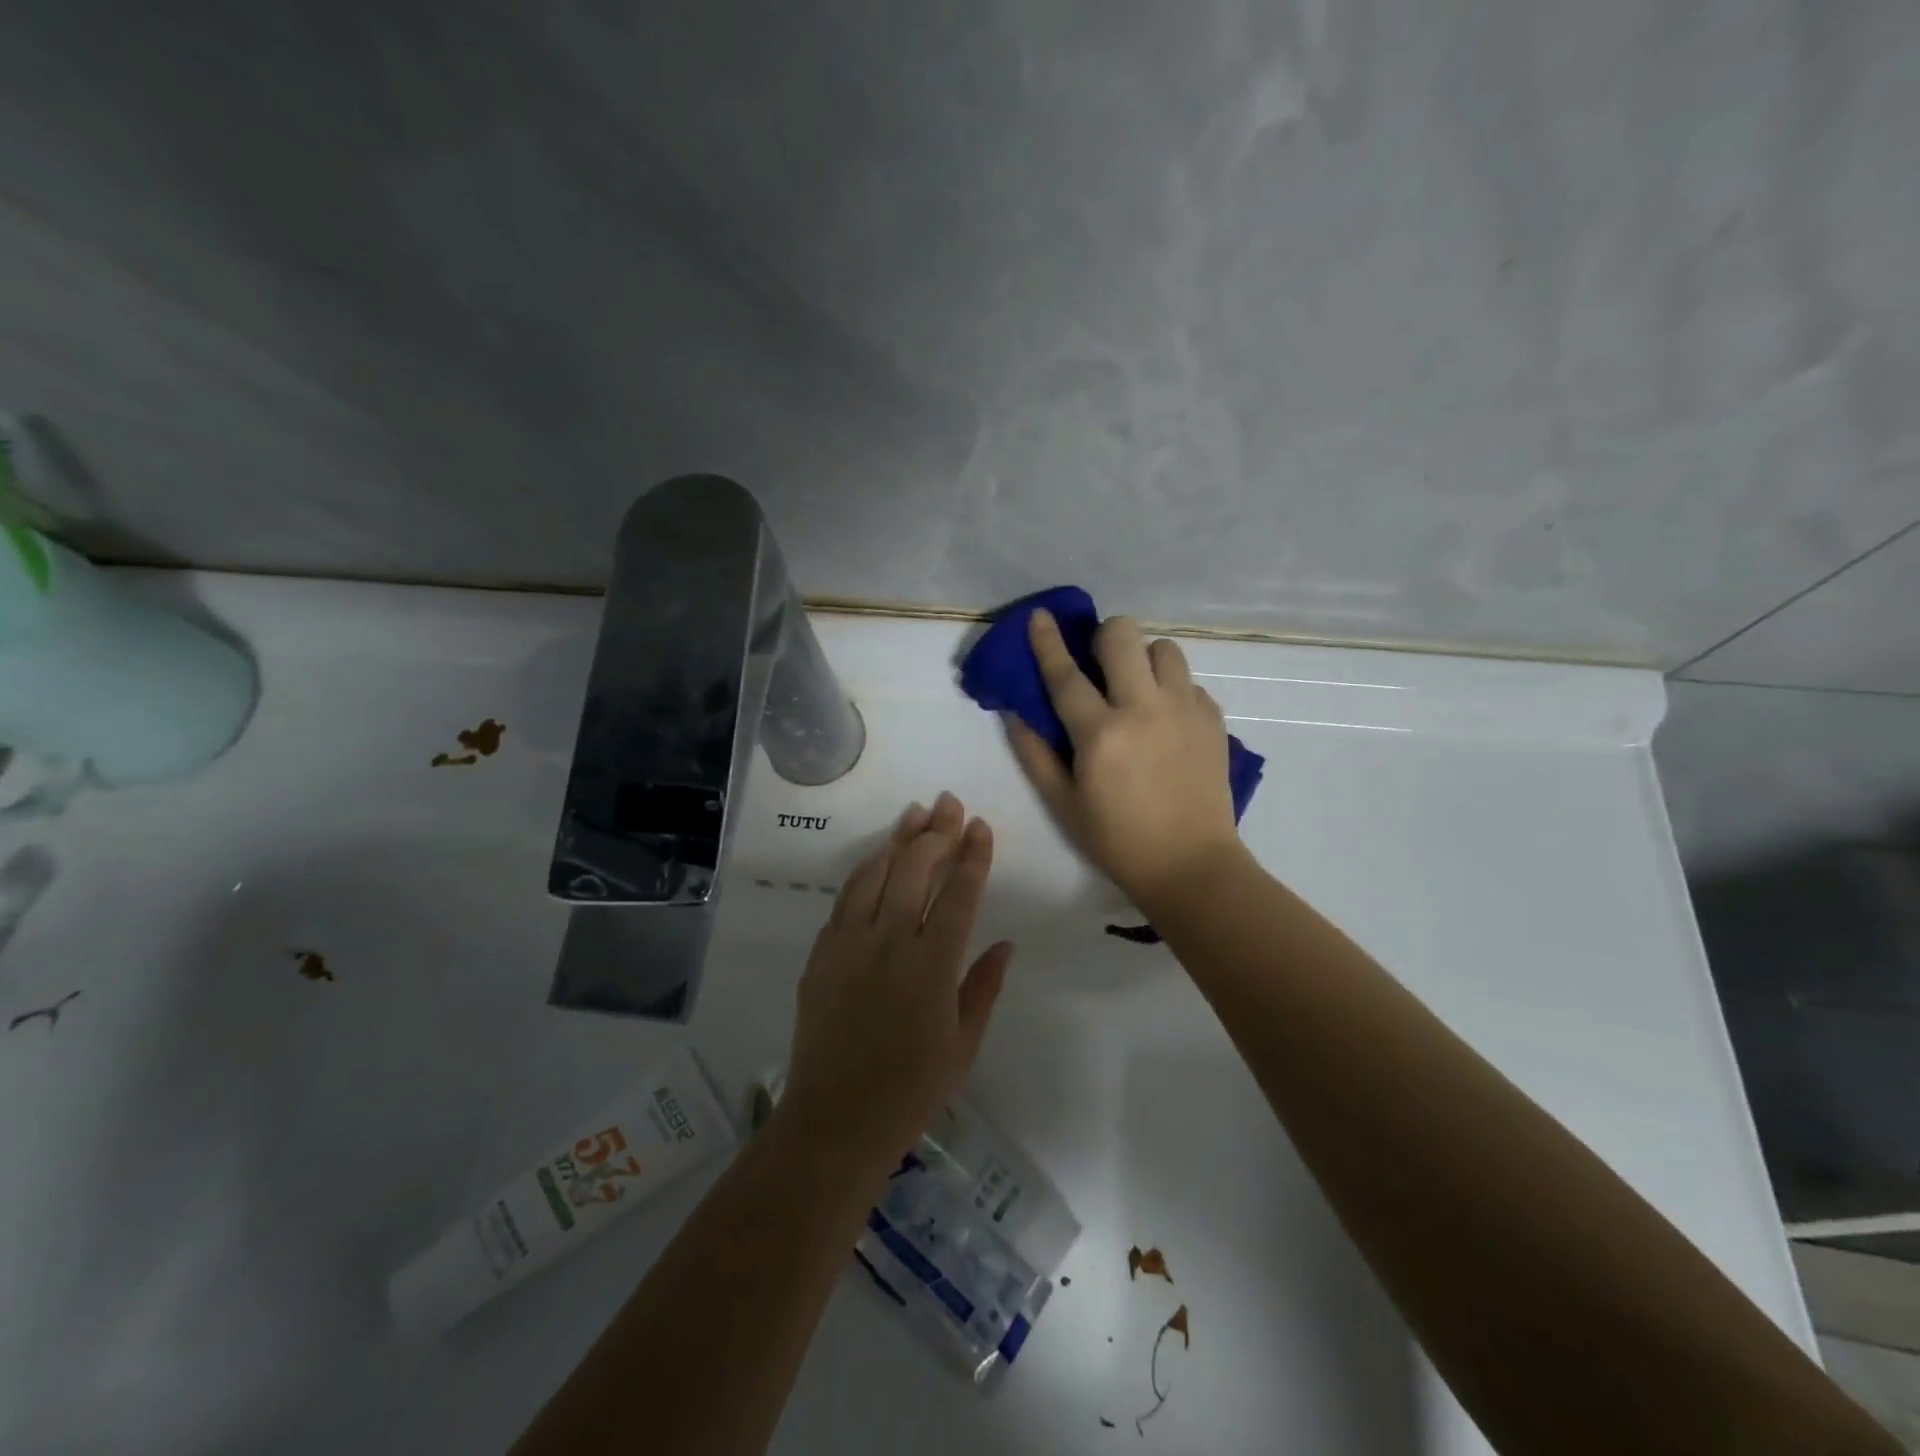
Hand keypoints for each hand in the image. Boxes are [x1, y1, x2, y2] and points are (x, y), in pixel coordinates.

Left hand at [781, 792, 1013, 1171]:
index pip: (958, 893)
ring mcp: (850, 942)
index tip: (980, 826)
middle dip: (937, 831)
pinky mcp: (822, 952)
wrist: (835, 1120)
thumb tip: (1004, 943)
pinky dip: (865, 870)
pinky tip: (877, 857)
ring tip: (916, 814)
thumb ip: (983, 987)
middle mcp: (891, 941)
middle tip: (949, 804)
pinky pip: (845, 897)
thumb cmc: (910, 1090)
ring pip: (876, 872)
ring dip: (898, 839)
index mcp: (933, 965)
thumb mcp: (963, 1045)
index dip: (972, 855)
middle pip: (915, 869)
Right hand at [1009, 610, 1246, 908]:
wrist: (1191, 865)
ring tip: (1139, 689)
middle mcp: (1144, 709)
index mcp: (1100, 733)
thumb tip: (1015, 712)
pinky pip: (1189, 681)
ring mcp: (1184, 710)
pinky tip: (1166, 721)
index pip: (1066, 674)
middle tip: (1100, 663)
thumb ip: (1035, 753)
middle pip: (1123, 635)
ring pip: (1164, 648)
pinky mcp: (1213, 719)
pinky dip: (1172, 690)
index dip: (1047, 641)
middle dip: (1105, 637)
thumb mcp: (1063, 803)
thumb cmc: (1117, 839)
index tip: (1039, 616)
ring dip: (1144, 659)